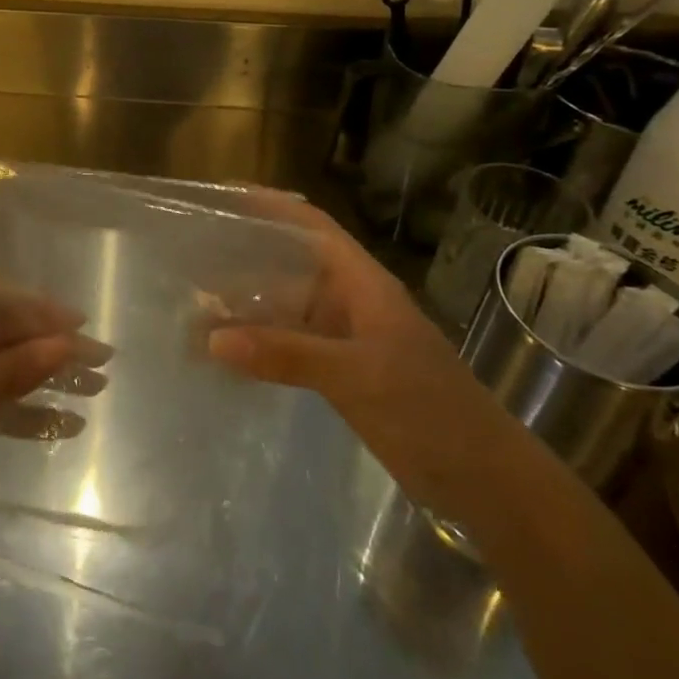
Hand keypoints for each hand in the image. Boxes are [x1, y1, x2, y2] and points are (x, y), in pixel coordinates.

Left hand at [0, 282, 104, 560]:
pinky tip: (67, 425)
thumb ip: (13, 370)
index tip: (80, 323)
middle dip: (50, 345)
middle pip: (1, 334)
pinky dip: (28, 412)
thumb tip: (65, 342)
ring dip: (46, 378)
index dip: (37, 307)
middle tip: (100, 359)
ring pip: (3, 369)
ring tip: (97, 388)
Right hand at [206, 192, 525, 521]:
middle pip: (293, 264)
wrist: (487, 482)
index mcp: (363, 284)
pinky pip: (292, 345)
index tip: (224, 196)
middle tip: (192, 253)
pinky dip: (261, 343)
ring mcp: (348, 339)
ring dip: (249, 304)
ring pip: (289, 307)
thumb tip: (212, 337)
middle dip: (247, 255)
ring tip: (196, 302)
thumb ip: (286, 353)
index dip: (271, 205)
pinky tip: (229, 353)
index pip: (313, 228)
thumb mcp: (357, 376)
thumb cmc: (430, 412)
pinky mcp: (344, 373)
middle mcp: (352, 302)